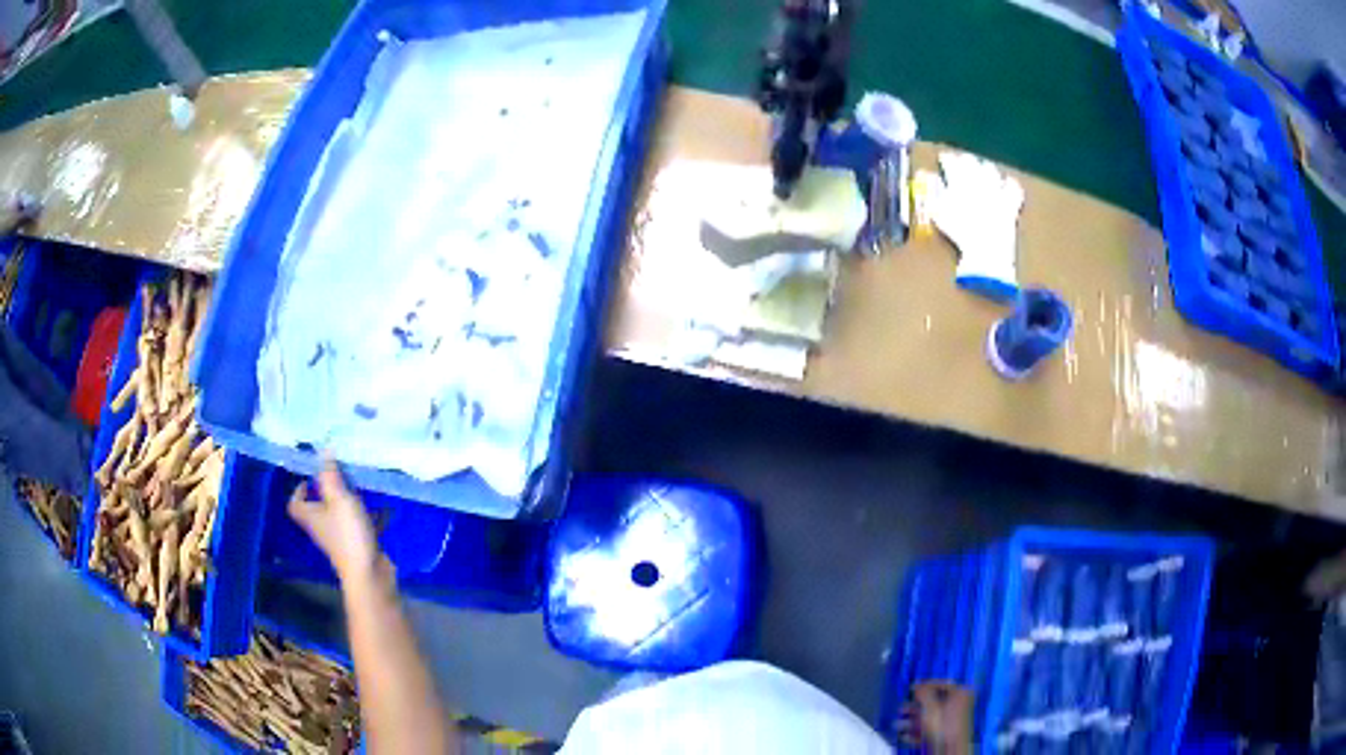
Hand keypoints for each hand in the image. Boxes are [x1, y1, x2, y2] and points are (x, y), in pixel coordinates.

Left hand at [287, 457, 384, 582]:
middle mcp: (321, 527)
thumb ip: (330, 476)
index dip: (298, 491)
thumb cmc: (348, 534)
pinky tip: (380, 508)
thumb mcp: (339, 499)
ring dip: (347, 502)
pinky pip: (357, 525)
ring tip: (361, 488)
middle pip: (317, 509)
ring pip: (338, 516)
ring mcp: (339, 538)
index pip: (295, 504)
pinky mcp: (357, 545)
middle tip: (339, 476)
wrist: (369, 573)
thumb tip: (323, 450)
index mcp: (311, 516)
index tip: (310, 479)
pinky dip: (365, 516)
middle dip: (326, 492)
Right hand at [897, 681, 973, 754]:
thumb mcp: (930, 706)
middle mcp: (959, 705)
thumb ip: (924, 693)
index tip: (912, 687)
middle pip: (933, 702)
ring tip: (898, 724)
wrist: (949, 748)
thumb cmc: (944, 725)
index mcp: (961, 693)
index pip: (942, 683)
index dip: (925, 685)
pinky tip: (905, 735)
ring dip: (911, 720)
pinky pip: (929, 728)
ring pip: (928, 717)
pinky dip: (916, 731)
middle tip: (901, 708)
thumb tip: (918, 685)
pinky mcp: (945, 733)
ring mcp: (952, 720)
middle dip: (914, 707)